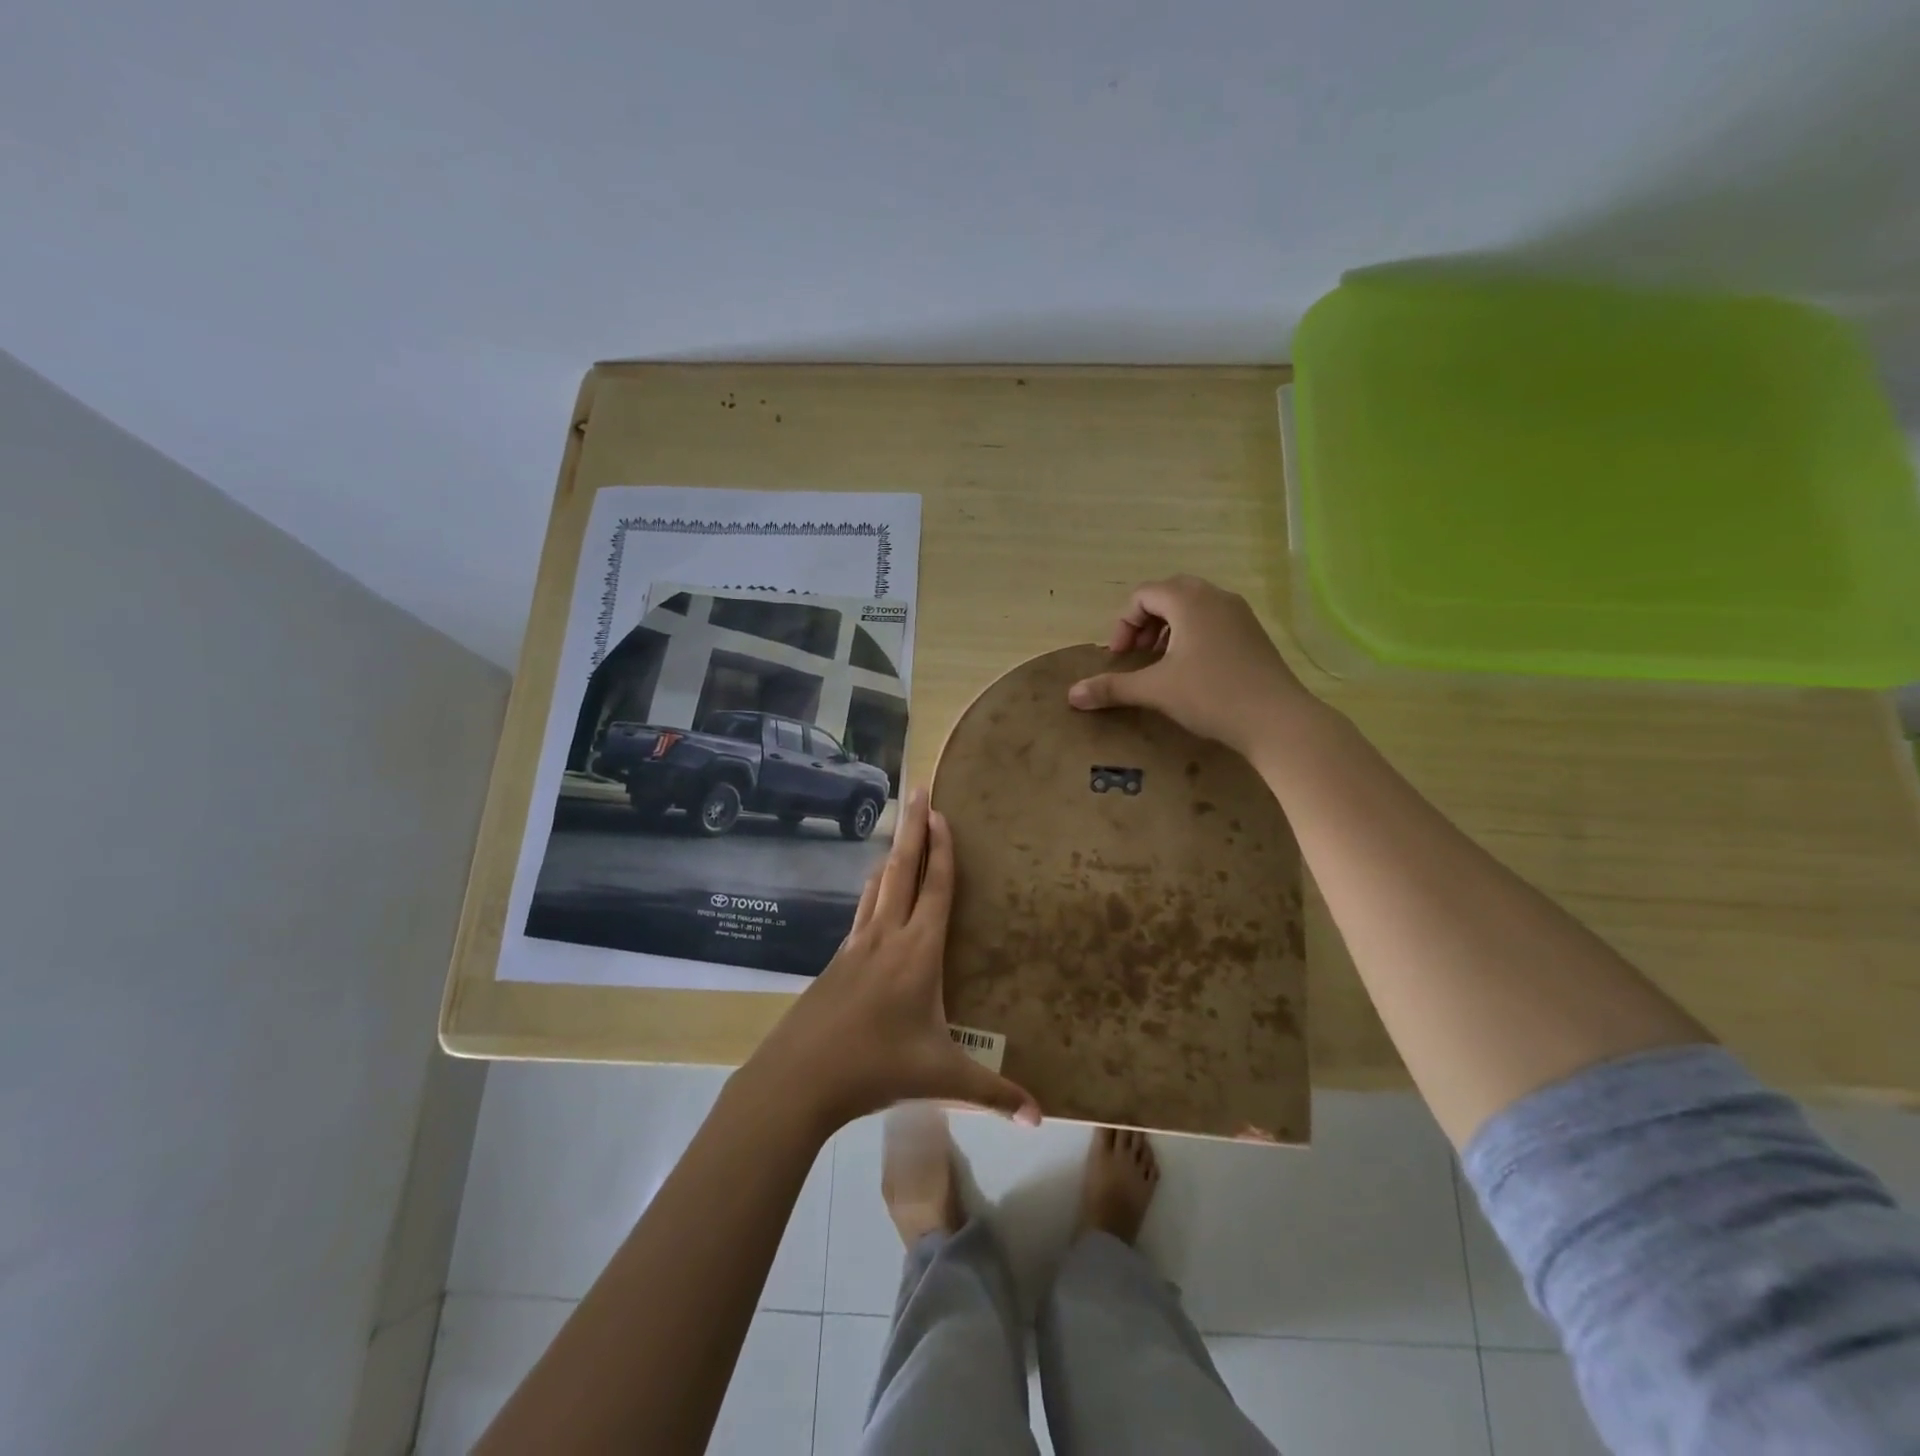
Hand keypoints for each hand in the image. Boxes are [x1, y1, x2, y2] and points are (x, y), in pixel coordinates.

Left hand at [749, 788, 1040, 1132]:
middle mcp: (886, 936)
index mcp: (918, 952)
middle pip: (903, 870)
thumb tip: (1039, 1118)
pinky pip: (862, 910)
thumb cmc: (875, 1067)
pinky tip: (874, 897)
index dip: (942, 848)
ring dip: (891, 854)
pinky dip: (874, 889)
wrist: (798, 1077)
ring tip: (899, 832)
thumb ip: (992, 1094)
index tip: (941, 811)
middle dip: (913, 828)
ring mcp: (857, 945)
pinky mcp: (838, 960)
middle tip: (917, 790)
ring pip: (877, 886)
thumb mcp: (941, 1079)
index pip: (936, 887)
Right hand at [1067, 575, 1313, 755]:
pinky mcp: (1253, 634)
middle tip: (1137, 654)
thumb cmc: (1211, 696)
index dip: (1123, 624)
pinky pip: (1213, 620)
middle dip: (1145, 622)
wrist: (1278, 719)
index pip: (1144, 595)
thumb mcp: (1156, 690)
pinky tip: (1192, 670)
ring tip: (1161, 662)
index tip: (1120, 657)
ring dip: (1168, 628)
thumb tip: (1071, 695)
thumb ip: (1112, 688)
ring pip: (1193, 606)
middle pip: (1168, 594)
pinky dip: (1192, 635)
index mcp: (1189, 600)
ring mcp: (1239, 614)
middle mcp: (1215, 597)